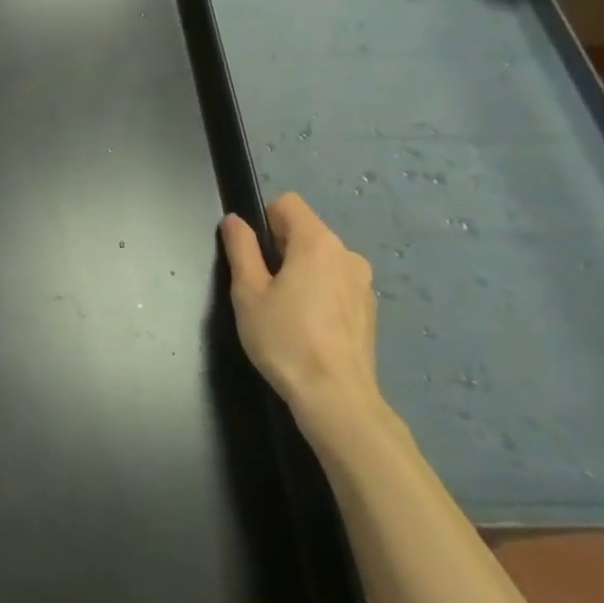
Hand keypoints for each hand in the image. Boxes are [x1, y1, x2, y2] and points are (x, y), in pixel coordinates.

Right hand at [220, 194, 378, 438]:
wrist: (336, 398)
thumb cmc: (284, 339)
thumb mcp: (248, 291)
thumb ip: (240, 248)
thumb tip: (234, 220)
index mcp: (317, 243)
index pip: (288, 204)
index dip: (263, 220)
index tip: (251, 254)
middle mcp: (347, 254)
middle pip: (305, 231)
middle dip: (280, 248)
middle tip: (261, 287)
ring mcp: (363, 283)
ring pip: (321, 259)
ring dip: (301, 271)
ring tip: (284, 310)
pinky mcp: (369, 309)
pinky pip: (336, 283)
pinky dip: (319, 292)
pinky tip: (307, 326)